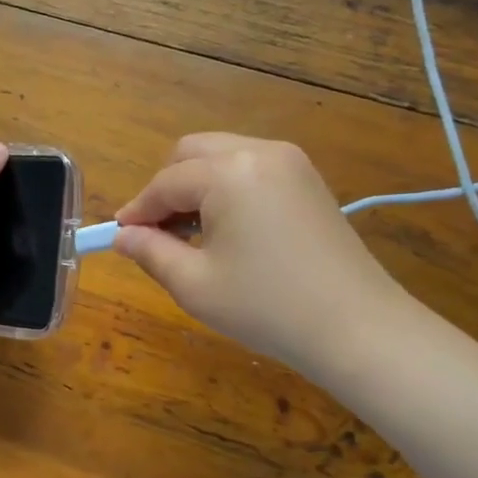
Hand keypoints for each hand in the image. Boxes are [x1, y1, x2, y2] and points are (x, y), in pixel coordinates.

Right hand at [114, 134, 407, 374]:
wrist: (358, 327)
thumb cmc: (267, 308)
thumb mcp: (195, 285)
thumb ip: (150, 252)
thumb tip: (123, 236)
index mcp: (228, 172)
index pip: (165, 182)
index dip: (137, 210)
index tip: (119, 235)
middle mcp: (259, 151)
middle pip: (192, 153)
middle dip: (166, 188)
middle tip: (157, 233)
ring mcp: (290, 161)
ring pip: (222, 156)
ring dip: (197, 185)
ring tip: (192, 235)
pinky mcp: (308, 178)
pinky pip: (251, 167)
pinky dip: (228, 187)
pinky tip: (229, 229)